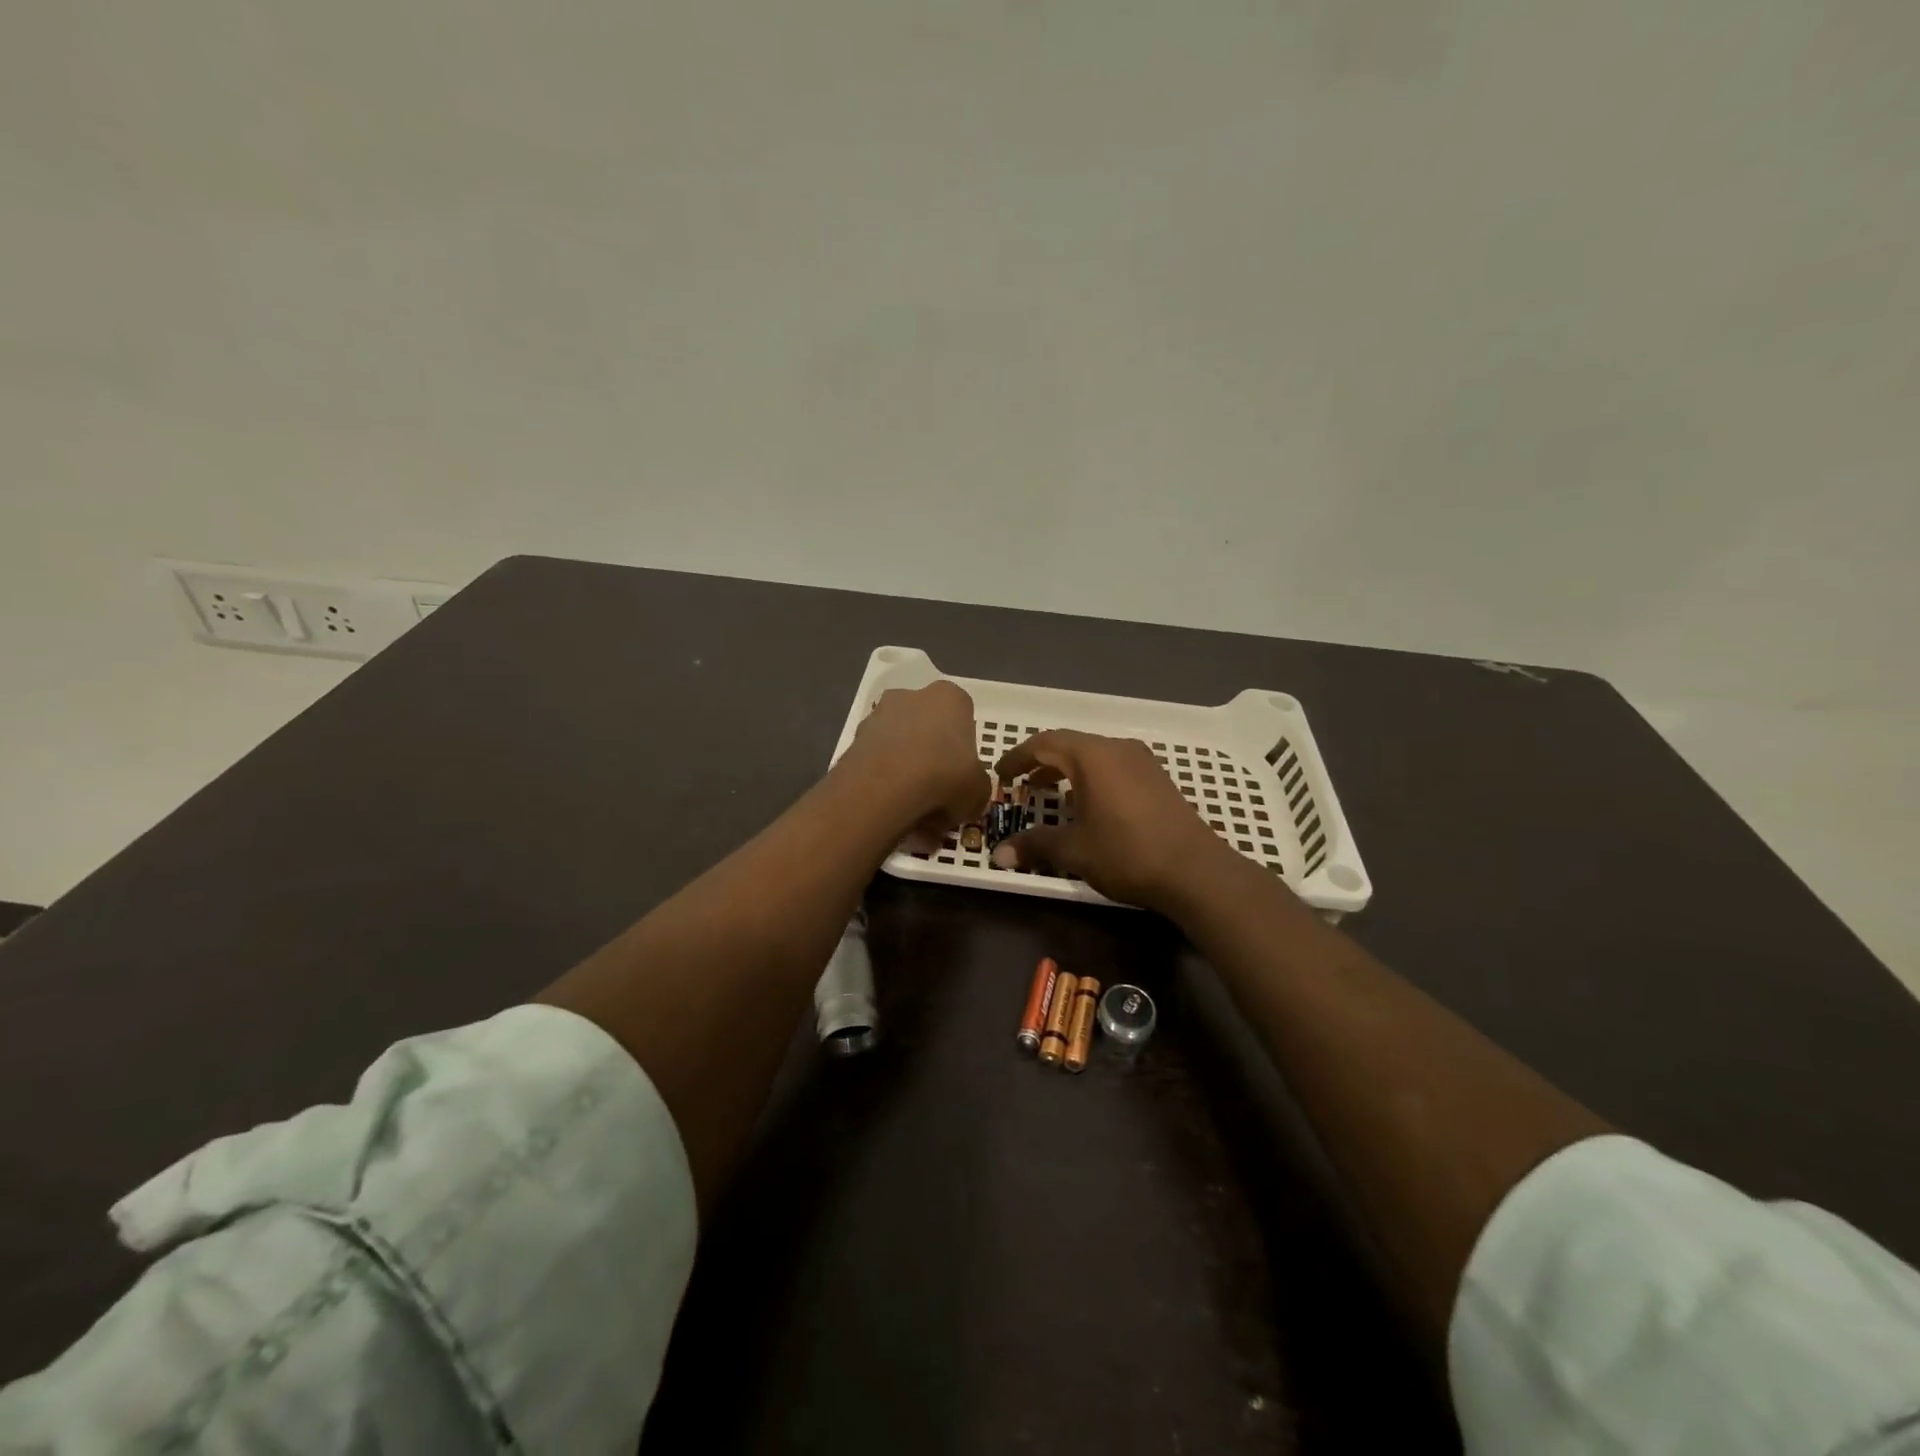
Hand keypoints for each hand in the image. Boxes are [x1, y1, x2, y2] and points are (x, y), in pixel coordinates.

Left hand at [839, 681, 991, 830]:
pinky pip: (877, 760)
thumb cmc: (944, 778)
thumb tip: (966, 794)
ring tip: (911, 808)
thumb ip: (976, 787)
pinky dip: (883, 779)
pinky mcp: (854, 738)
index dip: (963, 749)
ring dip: (905, 768)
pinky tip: (890, 806)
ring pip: (899, 743)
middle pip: (927, 727)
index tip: (961, 775)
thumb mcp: (978, 791)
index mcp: (950, 698)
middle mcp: (912, 696)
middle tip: (937, 793)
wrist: (884, 788)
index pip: (962, 717)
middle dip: (931, 755)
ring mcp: (878, 715)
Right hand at [990, 730, 1237, 912]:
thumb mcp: (1074, 850)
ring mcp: (1142, 762)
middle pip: (1070, 745)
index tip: (1001, 774)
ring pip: (1094, 755)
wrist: (1195, 870)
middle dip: (1042, 762)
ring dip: (1068, 770)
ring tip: (1051, 794)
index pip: (1044, 743)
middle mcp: (1116, 749)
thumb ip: (1035, 845)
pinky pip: (1114, 766)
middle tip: (1022, 783)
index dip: (1018, 757)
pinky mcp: (1158, 778)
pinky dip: (1092, 777)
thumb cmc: (1127, 852)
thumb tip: (998, 855)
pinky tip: (1089, 805)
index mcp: (1092, 756)